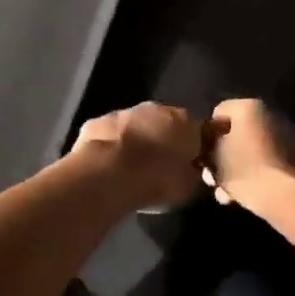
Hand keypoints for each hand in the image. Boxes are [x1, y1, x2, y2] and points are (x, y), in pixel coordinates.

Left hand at [70, 102, 205, 211]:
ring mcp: (124, 112)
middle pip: (164, 122)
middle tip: (159, 166)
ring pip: (136, 125)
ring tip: (131, 168)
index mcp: (185, 122)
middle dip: (163, 140)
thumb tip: (191, 170)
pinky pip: (110, 133)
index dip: (193, 149)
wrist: (109, 176)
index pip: (196, 131)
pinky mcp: (97, 121)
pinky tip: (107, 166)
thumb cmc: (156, 181)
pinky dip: (111, 145)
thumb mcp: (187, 186)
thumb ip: (192, 173)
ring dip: (136, 141)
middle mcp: (157, 109)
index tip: (188, 166)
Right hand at [203, 98, 294, 216]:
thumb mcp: (214, 157)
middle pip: (236, 133)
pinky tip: (243, 195)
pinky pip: (266, 160)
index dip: (206, 136)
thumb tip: (210, 144)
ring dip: (236, 169)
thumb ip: (208, 146)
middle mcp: (270, 113)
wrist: (286, 194)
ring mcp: (285, 134)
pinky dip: (254, 173)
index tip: (203, 157)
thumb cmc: (243, 170)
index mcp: (249, 106)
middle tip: (212, 179)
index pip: (218, 113)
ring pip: (250, 149)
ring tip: (225, 194)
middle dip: (222, 156)